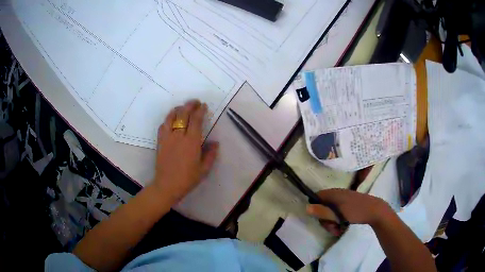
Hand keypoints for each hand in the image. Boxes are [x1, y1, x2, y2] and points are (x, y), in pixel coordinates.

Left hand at [152, 100, 218, 203]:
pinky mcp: (160, 141)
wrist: (167, 185)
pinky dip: (167, 119)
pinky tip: (171, 119)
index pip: (196, 120)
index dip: (200, 110)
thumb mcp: (204, 169)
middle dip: (190, 105)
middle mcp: (179, 136)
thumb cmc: (187, 179)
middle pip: (183, 114)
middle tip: (195, 102)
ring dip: (178, 109)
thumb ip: (211, 154)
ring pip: (171, 117)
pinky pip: (163, 125)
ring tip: (183, 107)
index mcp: (192, 142)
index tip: (204, 106)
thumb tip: (216, 143)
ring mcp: (168, 137)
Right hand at [306, 189, 390, 235]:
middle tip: (332, 228)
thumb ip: (322, 212)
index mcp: (333, 193)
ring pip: (330, 211)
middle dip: (326, 220)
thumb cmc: (356, 212)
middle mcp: (337, 194)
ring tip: (339, 230)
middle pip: (323, 207)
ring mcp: (343, 199)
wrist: (375, 211)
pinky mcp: (348, 204)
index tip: (320, 219)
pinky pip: (338, 212)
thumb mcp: (338, 215)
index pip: (316, 197)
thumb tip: (306, 208)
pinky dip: (338, 220)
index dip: (315, 208)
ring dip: (332, 222)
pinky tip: (343, 227)